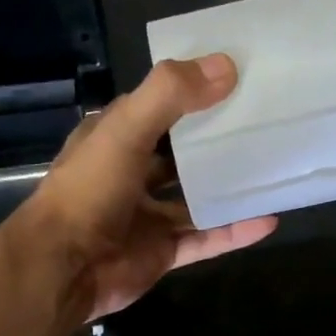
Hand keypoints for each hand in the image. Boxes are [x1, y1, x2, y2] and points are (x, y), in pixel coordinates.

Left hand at [12, 54, 276, 322]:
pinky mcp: (162, 251)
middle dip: (216, 140)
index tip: (236, 77)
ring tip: (272, 170)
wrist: (64, 269)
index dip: (191, 90)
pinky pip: (206, 238)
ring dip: (229, 188)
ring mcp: (147, 216)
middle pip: (181, 153)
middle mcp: (130, 174)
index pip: (157, 105)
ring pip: (196, 198)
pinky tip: (269, 219)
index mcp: (114, 138)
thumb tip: (226, 66)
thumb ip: (171, 95)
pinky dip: (234, 231)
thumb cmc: (89, 191)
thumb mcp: (126, 130)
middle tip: (265, 123)